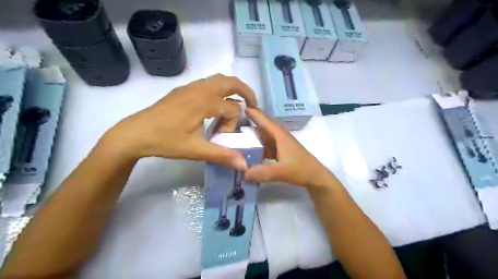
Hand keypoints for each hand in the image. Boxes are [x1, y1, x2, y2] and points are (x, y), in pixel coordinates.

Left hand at [100, 74, 257, 169]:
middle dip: (246, 92)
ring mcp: (190, 87)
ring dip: (232, 88)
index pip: (232, 108)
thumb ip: (222, 156)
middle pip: (231, 81)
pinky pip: (207, 83)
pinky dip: (219, 89)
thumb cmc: (166, 141)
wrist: (135, 133)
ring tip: (237, 103)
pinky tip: (215, 105)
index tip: (221, 136)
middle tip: (253, 105)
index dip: (232, 124)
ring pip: (219, 79)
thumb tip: (244, 165)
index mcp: (204, 103)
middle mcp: (200, 90)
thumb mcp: (196, 150)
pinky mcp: (183, 90)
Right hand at [245, 108, 333, 188]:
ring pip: (264, 134)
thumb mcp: (281, 171)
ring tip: (238, 131)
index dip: (253, 112)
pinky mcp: (281, 151)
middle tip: (234, 117)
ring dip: (253, 132)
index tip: (239, 105)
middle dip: (250, 120)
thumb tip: (243, 173)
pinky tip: (250, 149)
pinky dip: (258, 144)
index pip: (264, 120)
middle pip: (263, 125)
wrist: (315, 176)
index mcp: (279, 135)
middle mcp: (279, 136)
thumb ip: (262, 172)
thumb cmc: (300, 169)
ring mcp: (280, 143)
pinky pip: (266, 144)